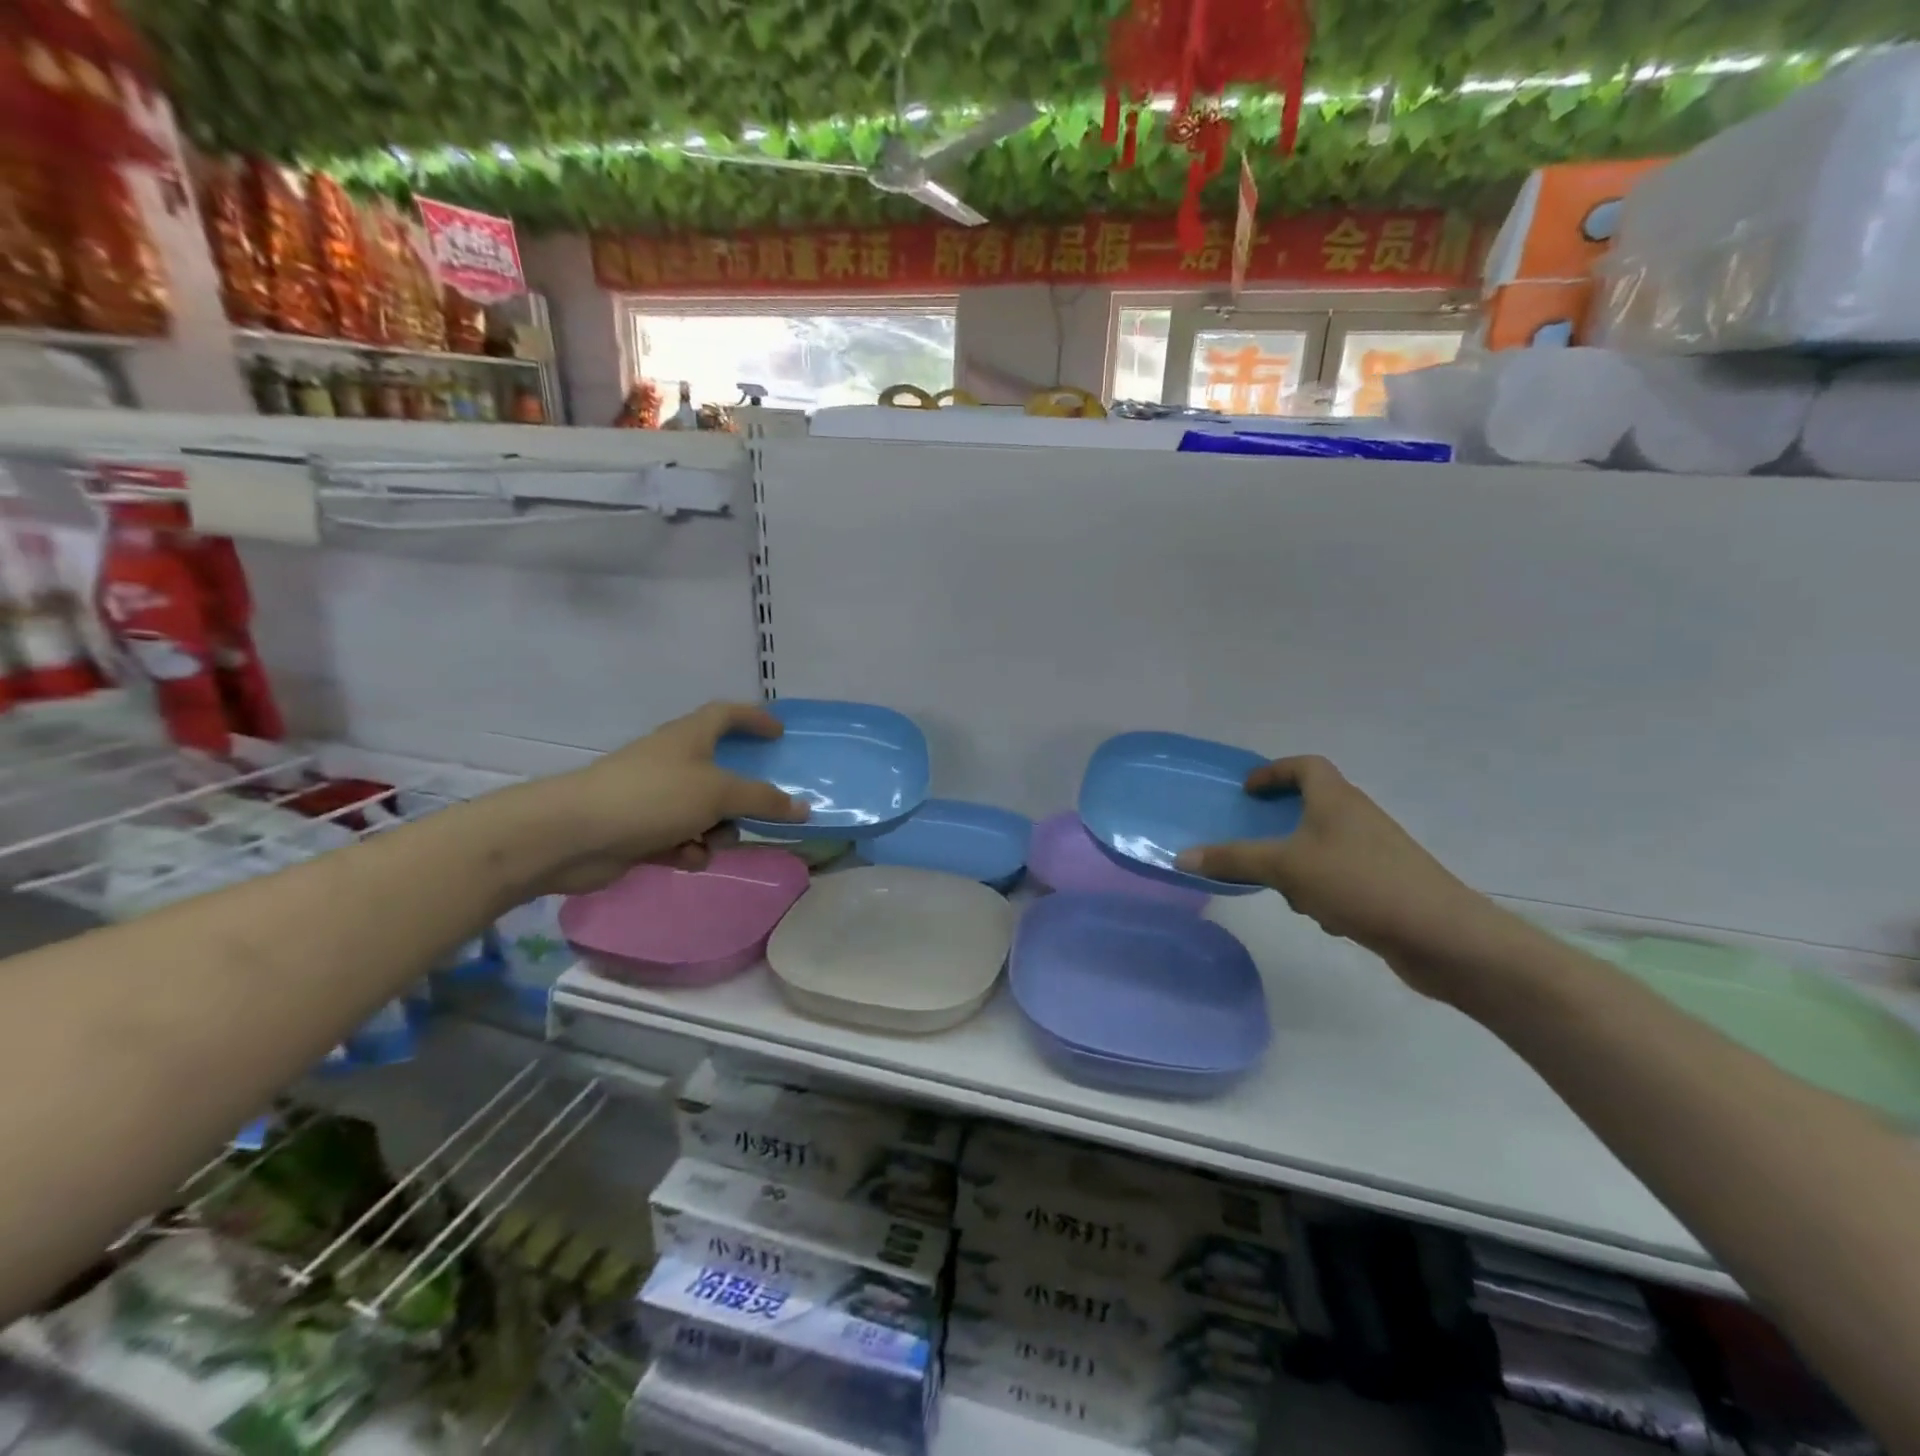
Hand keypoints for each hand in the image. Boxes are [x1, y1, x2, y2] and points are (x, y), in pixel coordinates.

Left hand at [519, 702, 806, 895]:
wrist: (574, 834)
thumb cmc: (652, 797)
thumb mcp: (718, 793)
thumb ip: (763, 799)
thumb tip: (802, 806)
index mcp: (689, 737)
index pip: (727, 714)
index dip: (754, 718)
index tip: (779, 733)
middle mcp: (673, 761)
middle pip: (720, 770)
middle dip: (740, 795)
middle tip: (763, 809)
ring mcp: (655, 796)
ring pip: (704, 810)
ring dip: (716, 829)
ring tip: (711, 843)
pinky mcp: (641, 829)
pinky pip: (681, 836)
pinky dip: (688, 848)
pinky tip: (686, 859)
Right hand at [1175, 755, 1509, 996]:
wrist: (1441, 935)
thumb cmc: (1358, 883)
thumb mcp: (1286, 868)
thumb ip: (1233, 860)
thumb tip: (1182, 856)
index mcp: (1336, 799)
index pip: (1305, 765)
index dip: (1274, 771)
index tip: (1248, 791)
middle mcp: (1358, 818)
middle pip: (1313, 808)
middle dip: (1282, 827)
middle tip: (1254, 842)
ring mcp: (1377, 852)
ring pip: (1324, 847)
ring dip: (1301, 866)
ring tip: (1286, 891)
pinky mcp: (1387, 885)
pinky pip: (1342, 878)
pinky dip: (1325, 891)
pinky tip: (1325, 918)